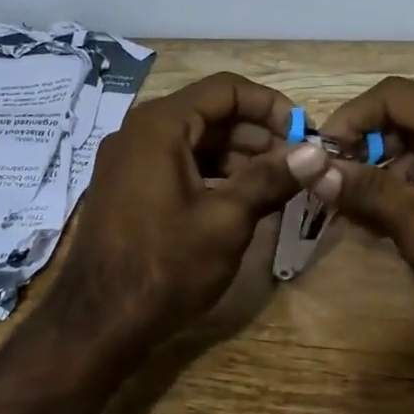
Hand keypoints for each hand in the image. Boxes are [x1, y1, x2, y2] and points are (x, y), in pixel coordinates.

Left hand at [50, 72, 300, 352]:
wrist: (96, 324)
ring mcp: (129, 160)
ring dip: (237, 155)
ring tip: (278, 183)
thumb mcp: (226, 220)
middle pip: (209, 112)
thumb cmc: (165, 265)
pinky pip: (177, 163)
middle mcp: (139, 131)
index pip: (225, 89)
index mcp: (160, 124)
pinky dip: (212, 173)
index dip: (270, 105)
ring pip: (194, 140)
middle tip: (297, 163)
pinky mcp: (128, 187)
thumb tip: (317, 153)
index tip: (303, 133)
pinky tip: (241, 199)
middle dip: (257, 133)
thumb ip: (271, 178)